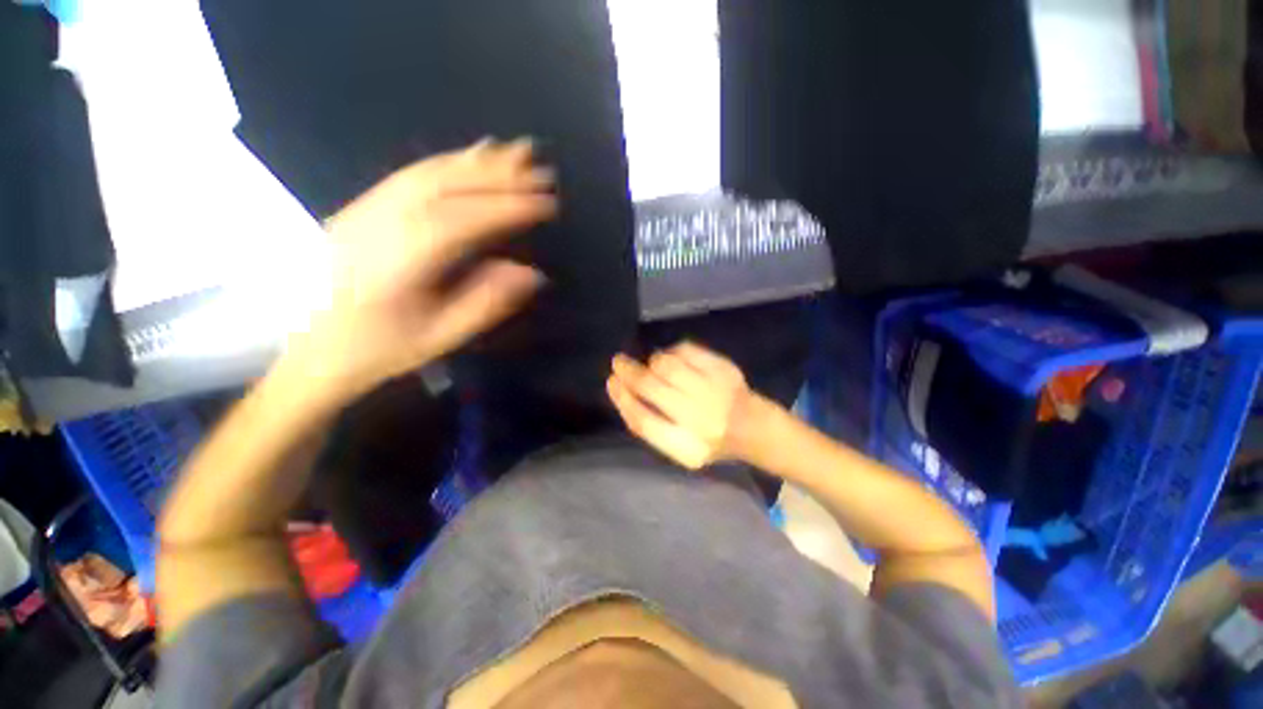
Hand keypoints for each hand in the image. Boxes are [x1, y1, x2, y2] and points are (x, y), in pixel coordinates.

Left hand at [291, 139, 555, 399]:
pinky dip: (447, 162)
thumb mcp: (440, 338)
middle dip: (498, 176)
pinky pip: (409, 176)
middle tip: (540, 170)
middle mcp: (376, 226)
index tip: (546, 203)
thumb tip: (531, 273)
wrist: (312, 351)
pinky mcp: (361, 208)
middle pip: (443, 187)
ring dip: (476, 161)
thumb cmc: (380, 350)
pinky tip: (471, 155)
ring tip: (516, 153)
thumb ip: (486, 303)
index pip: (461, 223)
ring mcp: (364, 211)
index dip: (506, 208)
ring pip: (426, 174)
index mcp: (396, 265)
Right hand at [607, 342, 759, 469]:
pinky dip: (672, 352)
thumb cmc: (708, 440)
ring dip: (652, 363)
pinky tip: (672, 360)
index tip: (611, 382)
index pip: (645, 422)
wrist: (753, 427)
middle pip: (652, 387)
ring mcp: (715, 390)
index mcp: (688, 449)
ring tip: (652, 367)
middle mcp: (702, 420)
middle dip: (629, 371)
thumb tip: (622, 389)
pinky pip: (686, 350)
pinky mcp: (723, 369)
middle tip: (619, 362)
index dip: (622, 399)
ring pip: (667, 365)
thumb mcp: (678, 449)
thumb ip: (650, 426)